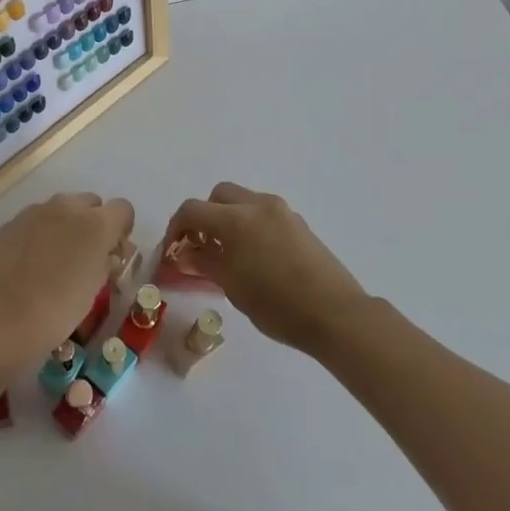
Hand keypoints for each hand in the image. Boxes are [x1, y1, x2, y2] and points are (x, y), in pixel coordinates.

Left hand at [0, 193, 134, 363]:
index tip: (113, 254)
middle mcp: (67, 207)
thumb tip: (107, 255)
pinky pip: (35, 220)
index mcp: (96, 224)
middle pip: (91, 203)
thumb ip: (106, 264)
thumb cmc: (56, 311)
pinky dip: (40, 234)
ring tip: (56, 261)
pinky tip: (30, 264)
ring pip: (62, 209)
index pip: (123, 209)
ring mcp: (35, 212)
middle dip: (94, 224)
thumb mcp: (94, 291)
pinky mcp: (10, 222)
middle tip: (86, 257)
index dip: (121, 230)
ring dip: (66, 226)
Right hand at [163, 183, 368, 354]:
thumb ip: (205, 263)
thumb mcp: (233, 287)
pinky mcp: (298, 223)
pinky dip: (249, 225)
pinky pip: (263, 213)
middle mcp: (257, 205)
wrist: (336, 314)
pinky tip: (254, 257)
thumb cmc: (278, 305)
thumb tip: (184, 254)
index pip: (192, 210)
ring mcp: (281, 211)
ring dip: (228, 219)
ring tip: (227, 254)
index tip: (173, 251)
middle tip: (200, 246)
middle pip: (219, 196)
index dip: (176, 228)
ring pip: (243, 202)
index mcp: (236, 220)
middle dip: (204, 216)